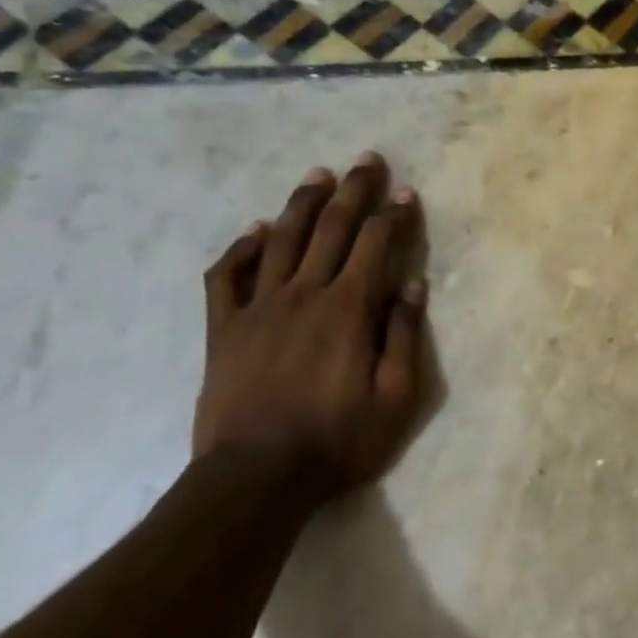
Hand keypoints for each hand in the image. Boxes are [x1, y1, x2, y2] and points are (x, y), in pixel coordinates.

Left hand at [193, 153, 428, 502]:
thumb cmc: (338, 440)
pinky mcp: (224, 329)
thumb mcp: (395, 397)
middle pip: (332, 229)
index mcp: (348, 310)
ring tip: (318, 175)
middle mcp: (304, 294)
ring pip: (281, 240)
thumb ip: (402, 336)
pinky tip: (255, 230)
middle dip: (354, 191)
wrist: (256, 477)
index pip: (376, 246)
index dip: (394, 215)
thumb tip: (413, 285)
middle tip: (366, 160)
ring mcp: (259, 308)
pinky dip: (241, 248)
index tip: (406, 192)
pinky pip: (228, 277)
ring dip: (302, 204)